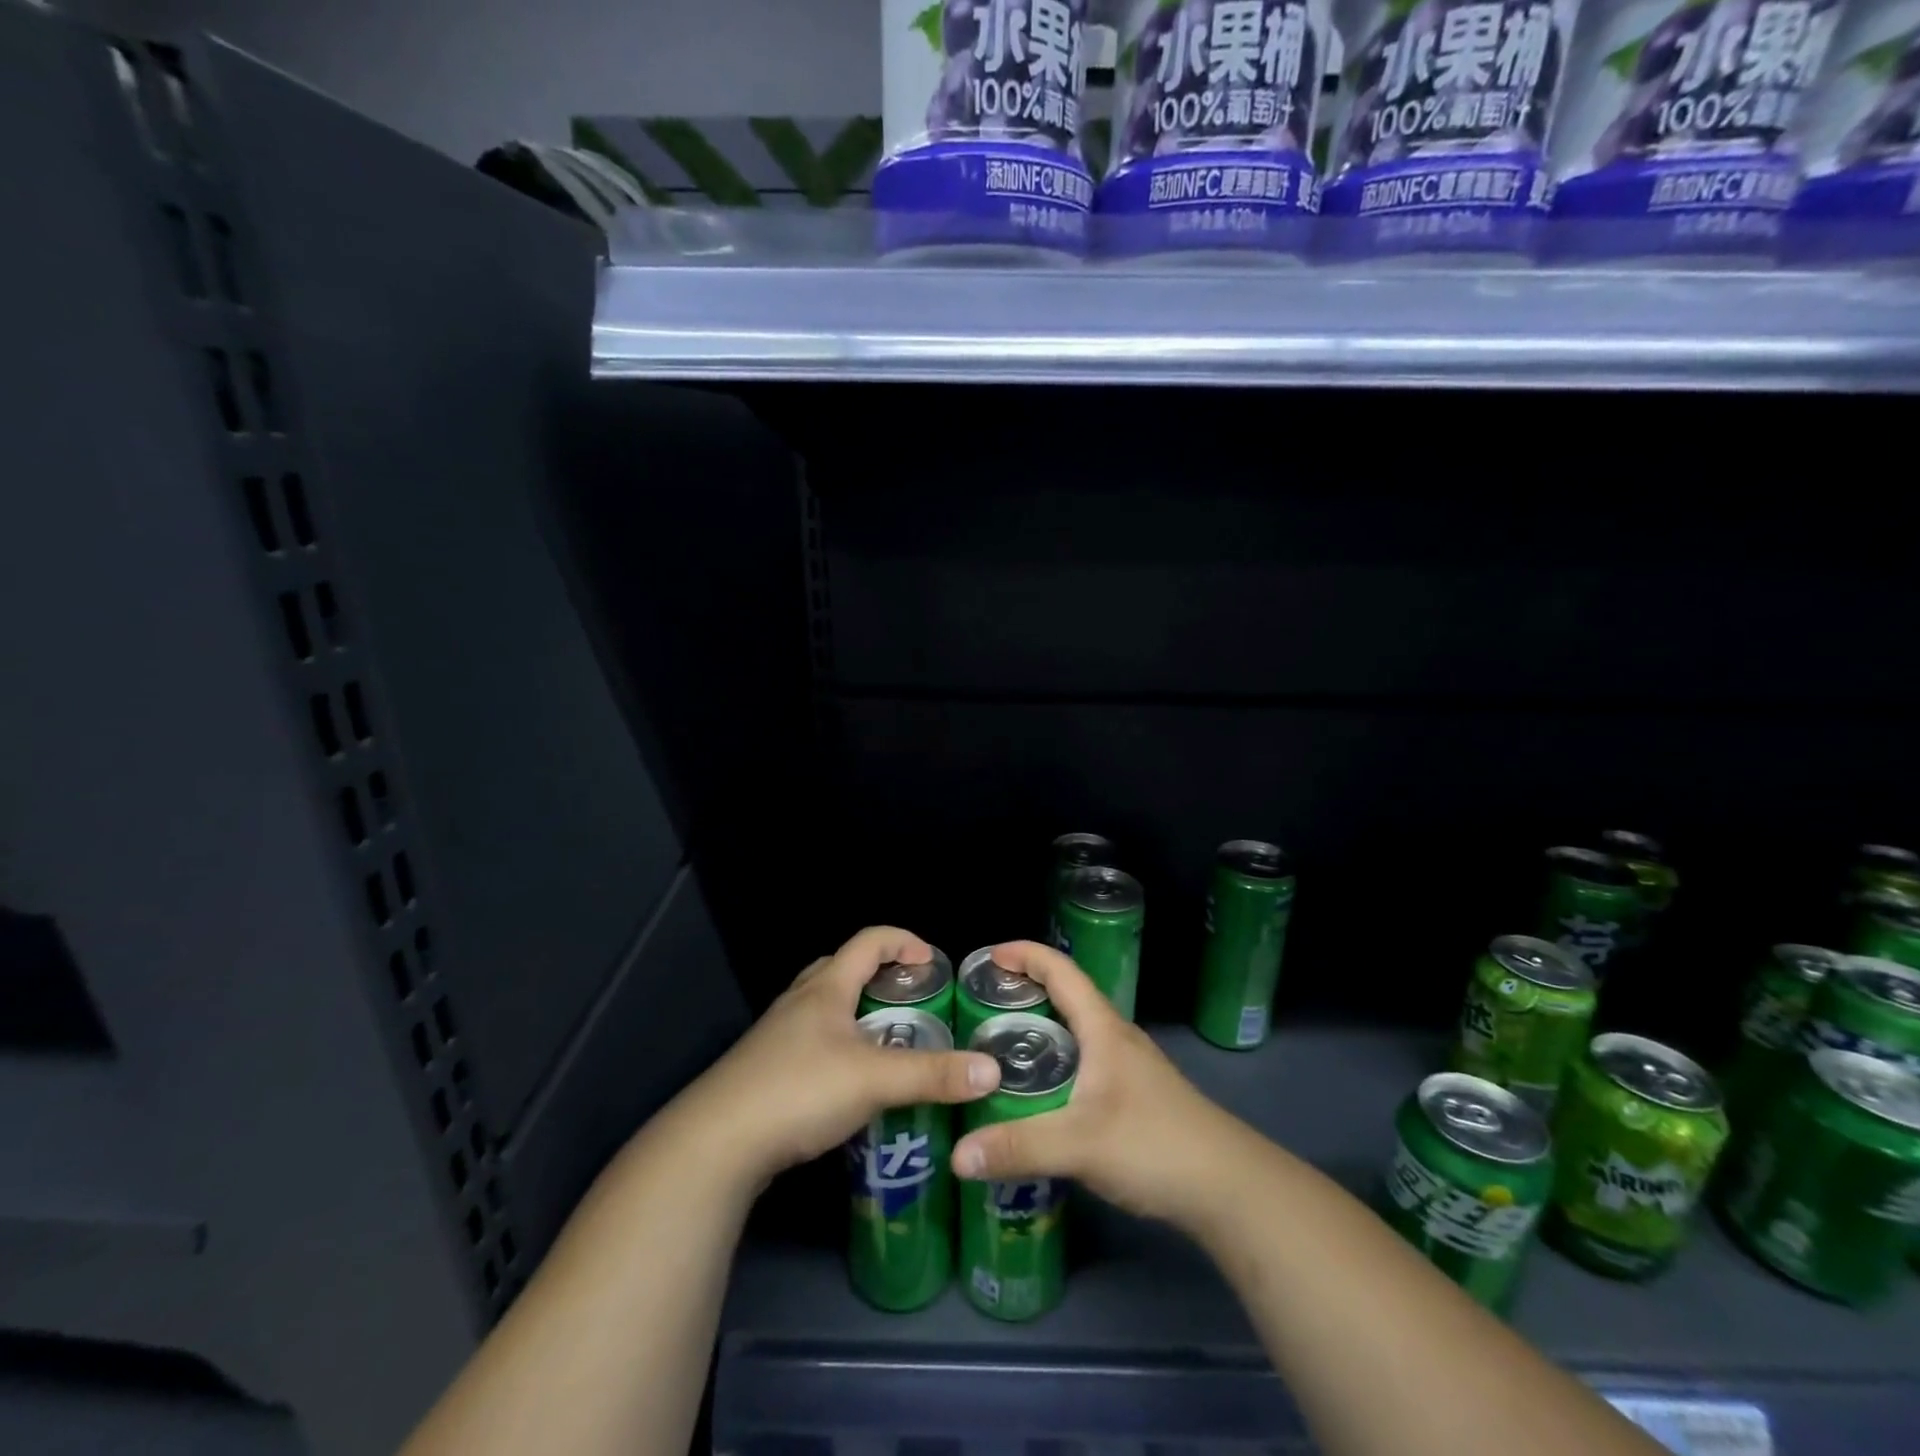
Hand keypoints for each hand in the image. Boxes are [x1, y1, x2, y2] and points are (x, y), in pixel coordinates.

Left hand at [685, 926, 999, 1189]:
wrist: (716, 1143)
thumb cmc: (799, 1090)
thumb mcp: (874, 1080)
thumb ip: (934, 1075)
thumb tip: (992, 1071)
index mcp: (826, 988)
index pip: (869, 941)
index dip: (903, 941)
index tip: (932, 961)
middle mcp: (799, 1002)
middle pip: (841, 968)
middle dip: (878, 974)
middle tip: (910, 998)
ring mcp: (776, 1036)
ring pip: (824, 1008)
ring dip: (857, 1013)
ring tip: (887, 1041)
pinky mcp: (765, 1070)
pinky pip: (811, 1042)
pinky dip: (838, 1046)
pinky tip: (851, 1083)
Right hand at [950, 941, 1247, 1227]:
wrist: (1230, 1188)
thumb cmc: (1156, 1144)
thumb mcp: (1081, 1144)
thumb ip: (1018, 1147)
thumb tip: (957, 1155)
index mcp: (1104, 1029)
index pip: (1062, 971)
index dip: (1027, 954)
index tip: (990, 954)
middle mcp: (1116, 1039)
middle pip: (1066, 997)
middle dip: (1025, 991)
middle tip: (982, 1004)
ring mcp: (1128, 1069)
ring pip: (1076, 1033)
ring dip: (1040, 1029)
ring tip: (998, 1046)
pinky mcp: (1133, 1098)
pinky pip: (1083, 1064)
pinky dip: (1055, 1063)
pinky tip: (1038, 1094)